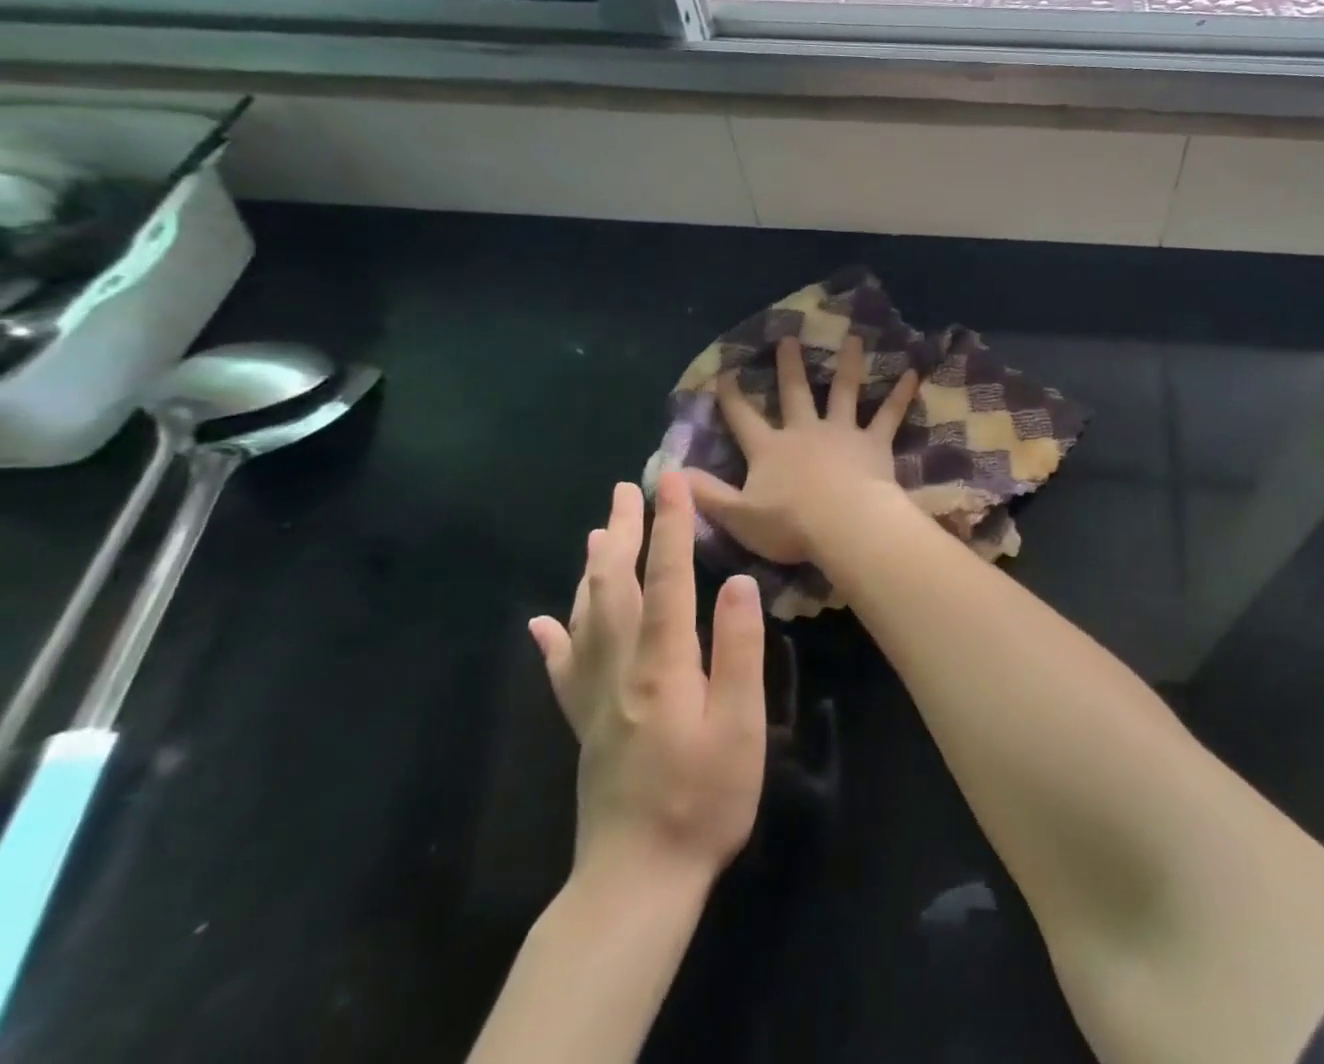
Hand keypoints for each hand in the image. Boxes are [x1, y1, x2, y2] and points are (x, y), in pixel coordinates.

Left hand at [528, 474, 765, 884]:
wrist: (636, 882)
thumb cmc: (703, 800)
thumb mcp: (739, 727)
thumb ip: (737, 651)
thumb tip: (737, 582)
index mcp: (663, 664)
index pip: (667, 579)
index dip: (671, 526)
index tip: (672, 481)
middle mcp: (622, 669)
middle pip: (618, 587)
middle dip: (626, 533)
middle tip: (626, 489)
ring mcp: (597, 698)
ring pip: (588, 618)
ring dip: (595, 569)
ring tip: (598, 531)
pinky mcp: (587, 726)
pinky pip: (564, 670)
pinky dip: (555, 638)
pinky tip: (544, 621)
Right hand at [686, 335, 917, 565]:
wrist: (842, 525)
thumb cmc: (789, 525)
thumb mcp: (738, 516)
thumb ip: (706, 494)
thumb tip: (671, 474)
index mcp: (770, 449)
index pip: (743, 418)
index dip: (732, 397)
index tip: (726, 372)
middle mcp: (804, 432)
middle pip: (794, 392)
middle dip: (789, 365)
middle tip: (789, 337)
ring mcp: (841, 433)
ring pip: (844, 391)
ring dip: (848, 364)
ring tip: (853, 338)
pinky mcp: (873, 442)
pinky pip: (889, 415)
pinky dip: (901, 394)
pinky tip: (913, 373)